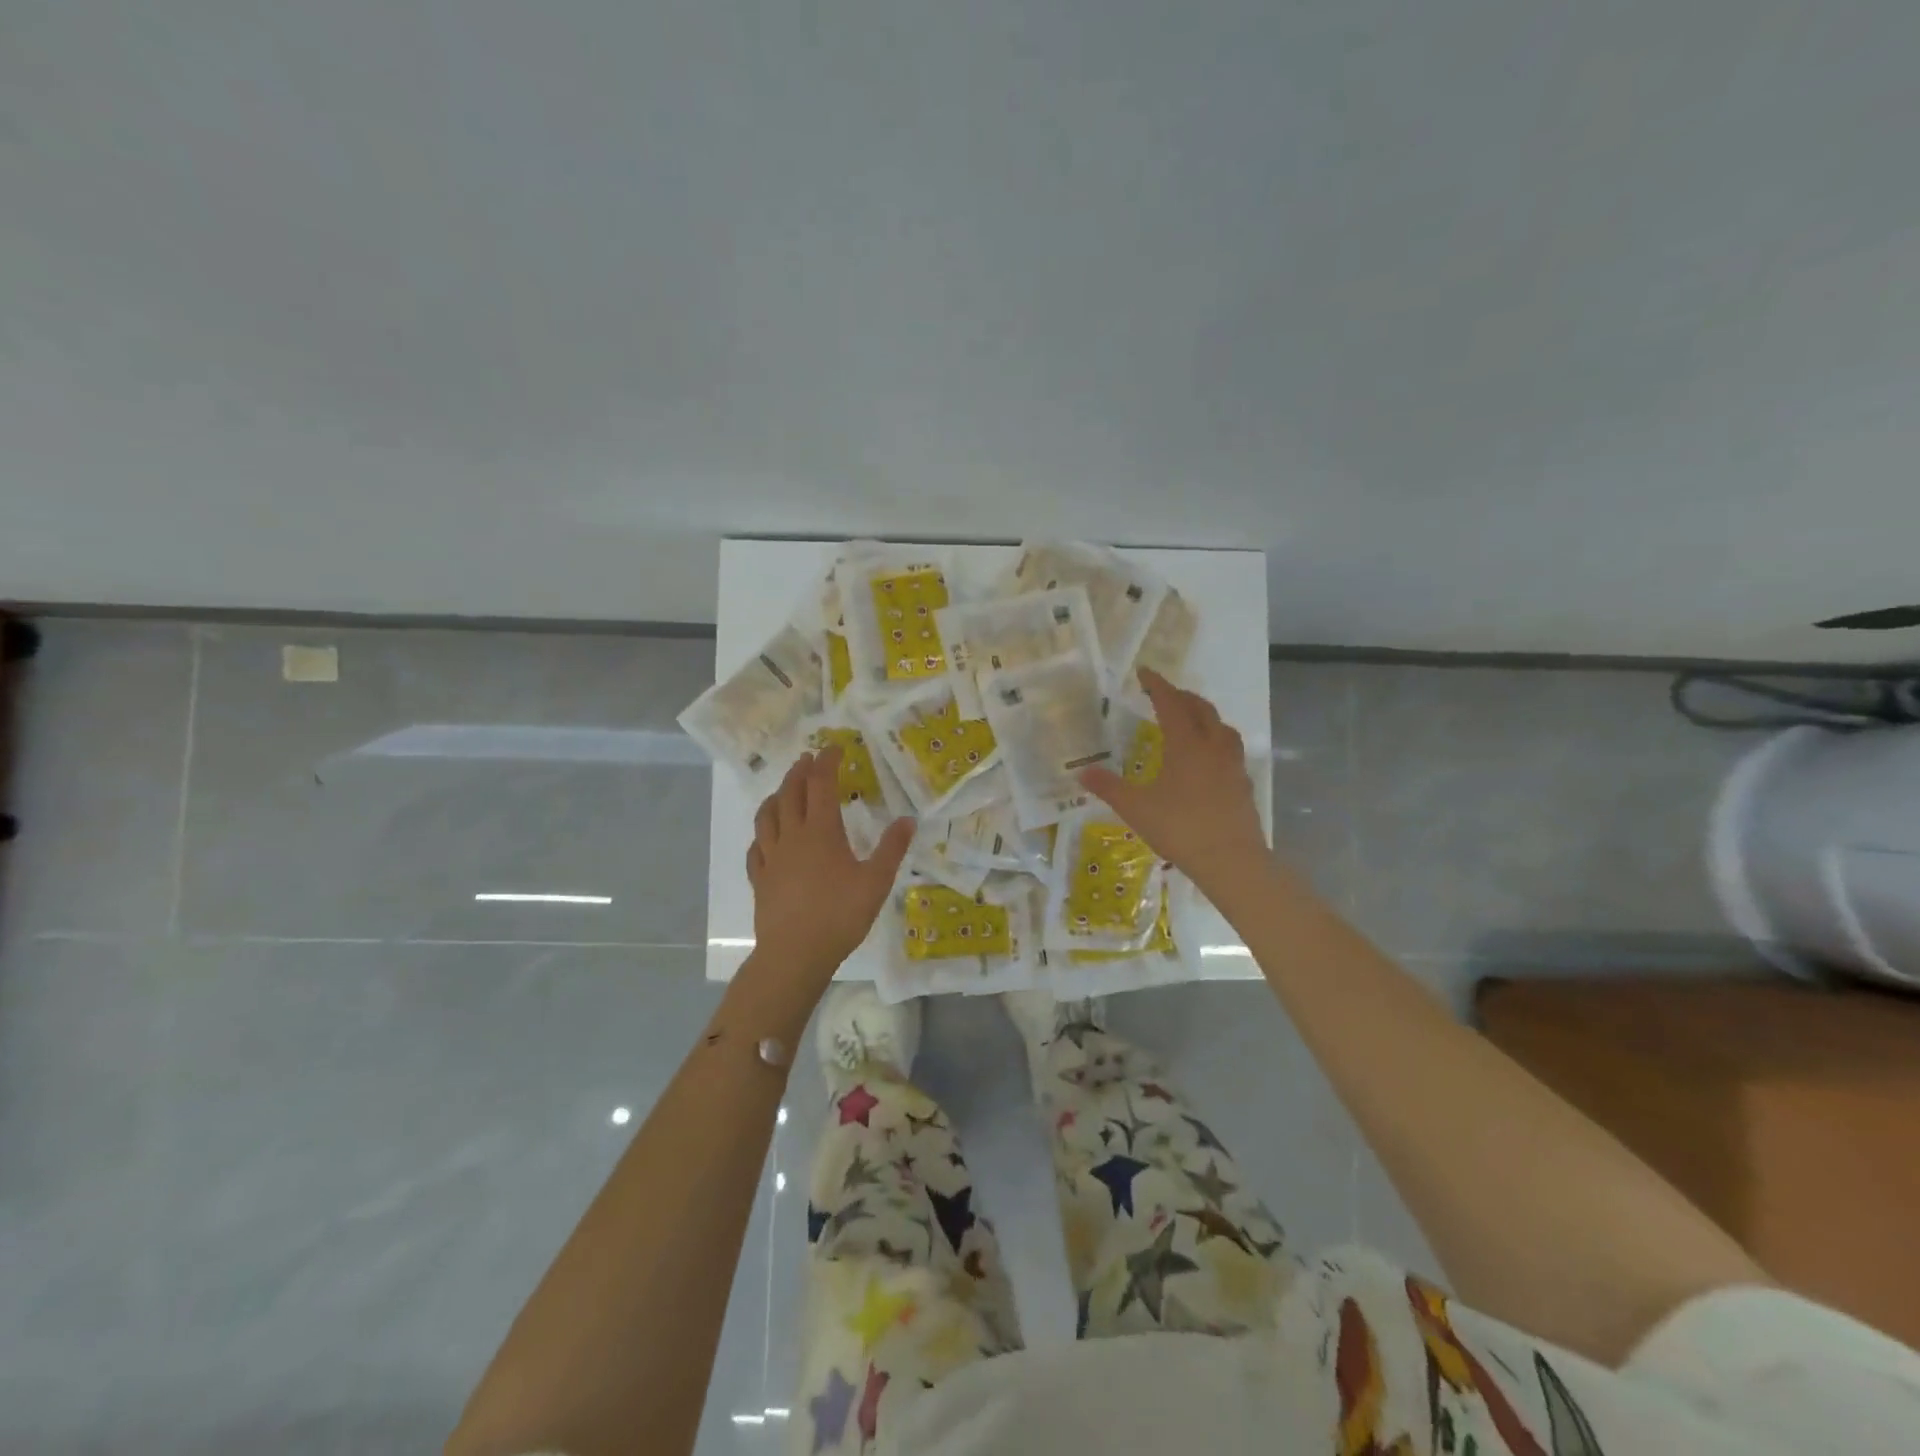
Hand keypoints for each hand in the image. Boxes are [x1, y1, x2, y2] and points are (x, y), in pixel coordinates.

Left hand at [745, 748, 914, 985]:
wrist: (795, 954)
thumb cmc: (839, 916)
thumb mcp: (876, 882)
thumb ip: (892, 849)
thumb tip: (908, 820)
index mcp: (821, 832)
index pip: (821, 785)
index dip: (827, 763)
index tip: (833, 748)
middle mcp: (792, 837)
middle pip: (791, 794)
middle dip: (800, 772)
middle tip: (808, 760)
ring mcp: (771, 857)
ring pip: (767, 816)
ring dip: (776, 796)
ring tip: (783, 791)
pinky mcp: (760, 879)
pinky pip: (755, 847)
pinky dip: (762, 834)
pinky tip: (765, 838)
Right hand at [1079, 668, 1266, 892]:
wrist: (1231, 861)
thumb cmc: (1180, 828)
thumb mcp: (1135, 808)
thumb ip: (1109, 787)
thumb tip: (1082, 772)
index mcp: (1186, 745)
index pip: (1171, 704)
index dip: (1157, 685)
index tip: (1145, 672)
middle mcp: (1213, 747)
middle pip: (1201, 710)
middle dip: (1183, 697)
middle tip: (1165, 694)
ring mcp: (1232, 766)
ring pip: (1222, 728)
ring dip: (1206, 717)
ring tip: (1192, 721)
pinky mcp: (1243, 785)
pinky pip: (1231, 752)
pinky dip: (1217, 743)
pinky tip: (1208, 760)